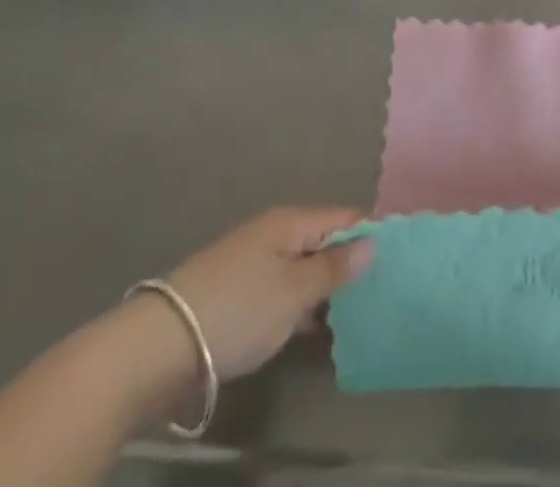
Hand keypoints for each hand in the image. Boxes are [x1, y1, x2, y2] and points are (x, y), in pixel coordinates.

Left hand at [165, 207, 373, 380]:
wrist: (160, 345)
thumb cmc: (238, 309)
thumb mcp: (295, 290)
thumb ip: (335, 267)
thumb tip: (372, 242)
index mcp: (292, 221)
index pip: (345, 216)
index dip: (373, 233)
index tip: (400, 258)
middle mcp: (275, 233)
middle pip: (325, 241)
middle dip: (352, 264)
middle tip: (383, 294)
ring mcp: (255, 263)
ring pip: (304, 269)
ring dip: (327, 291)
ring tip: (358, 318)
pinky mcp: (239, 295)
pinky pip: (284, 292)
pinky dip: (303, 308)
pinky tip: (318, 333)